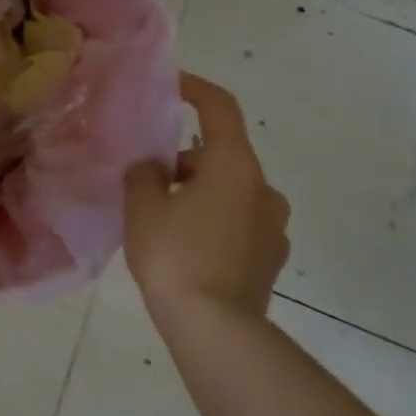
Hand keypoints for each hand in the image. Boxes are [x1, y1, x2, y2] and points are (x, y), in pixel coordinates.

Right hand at [123, 72, 289, 318]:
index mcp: (234, 166)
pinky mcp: (270, 257)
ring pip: (229, 190)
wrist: (217, 331)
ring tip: (160, 216)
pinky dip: (212, 218)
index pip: (219, 108)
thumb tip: (153, 169)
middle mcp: (263, 189)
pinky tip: (184, 244)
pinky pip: (237, 221)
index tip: (172, 84)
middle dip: (184, 158)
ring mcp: (272, 226)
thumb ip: (144, 175)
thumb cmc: (175, 256)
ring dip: (198, 191)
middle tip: (146, 176)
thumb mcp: (143, 207)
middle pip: (221, 154)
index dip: (195, 88)